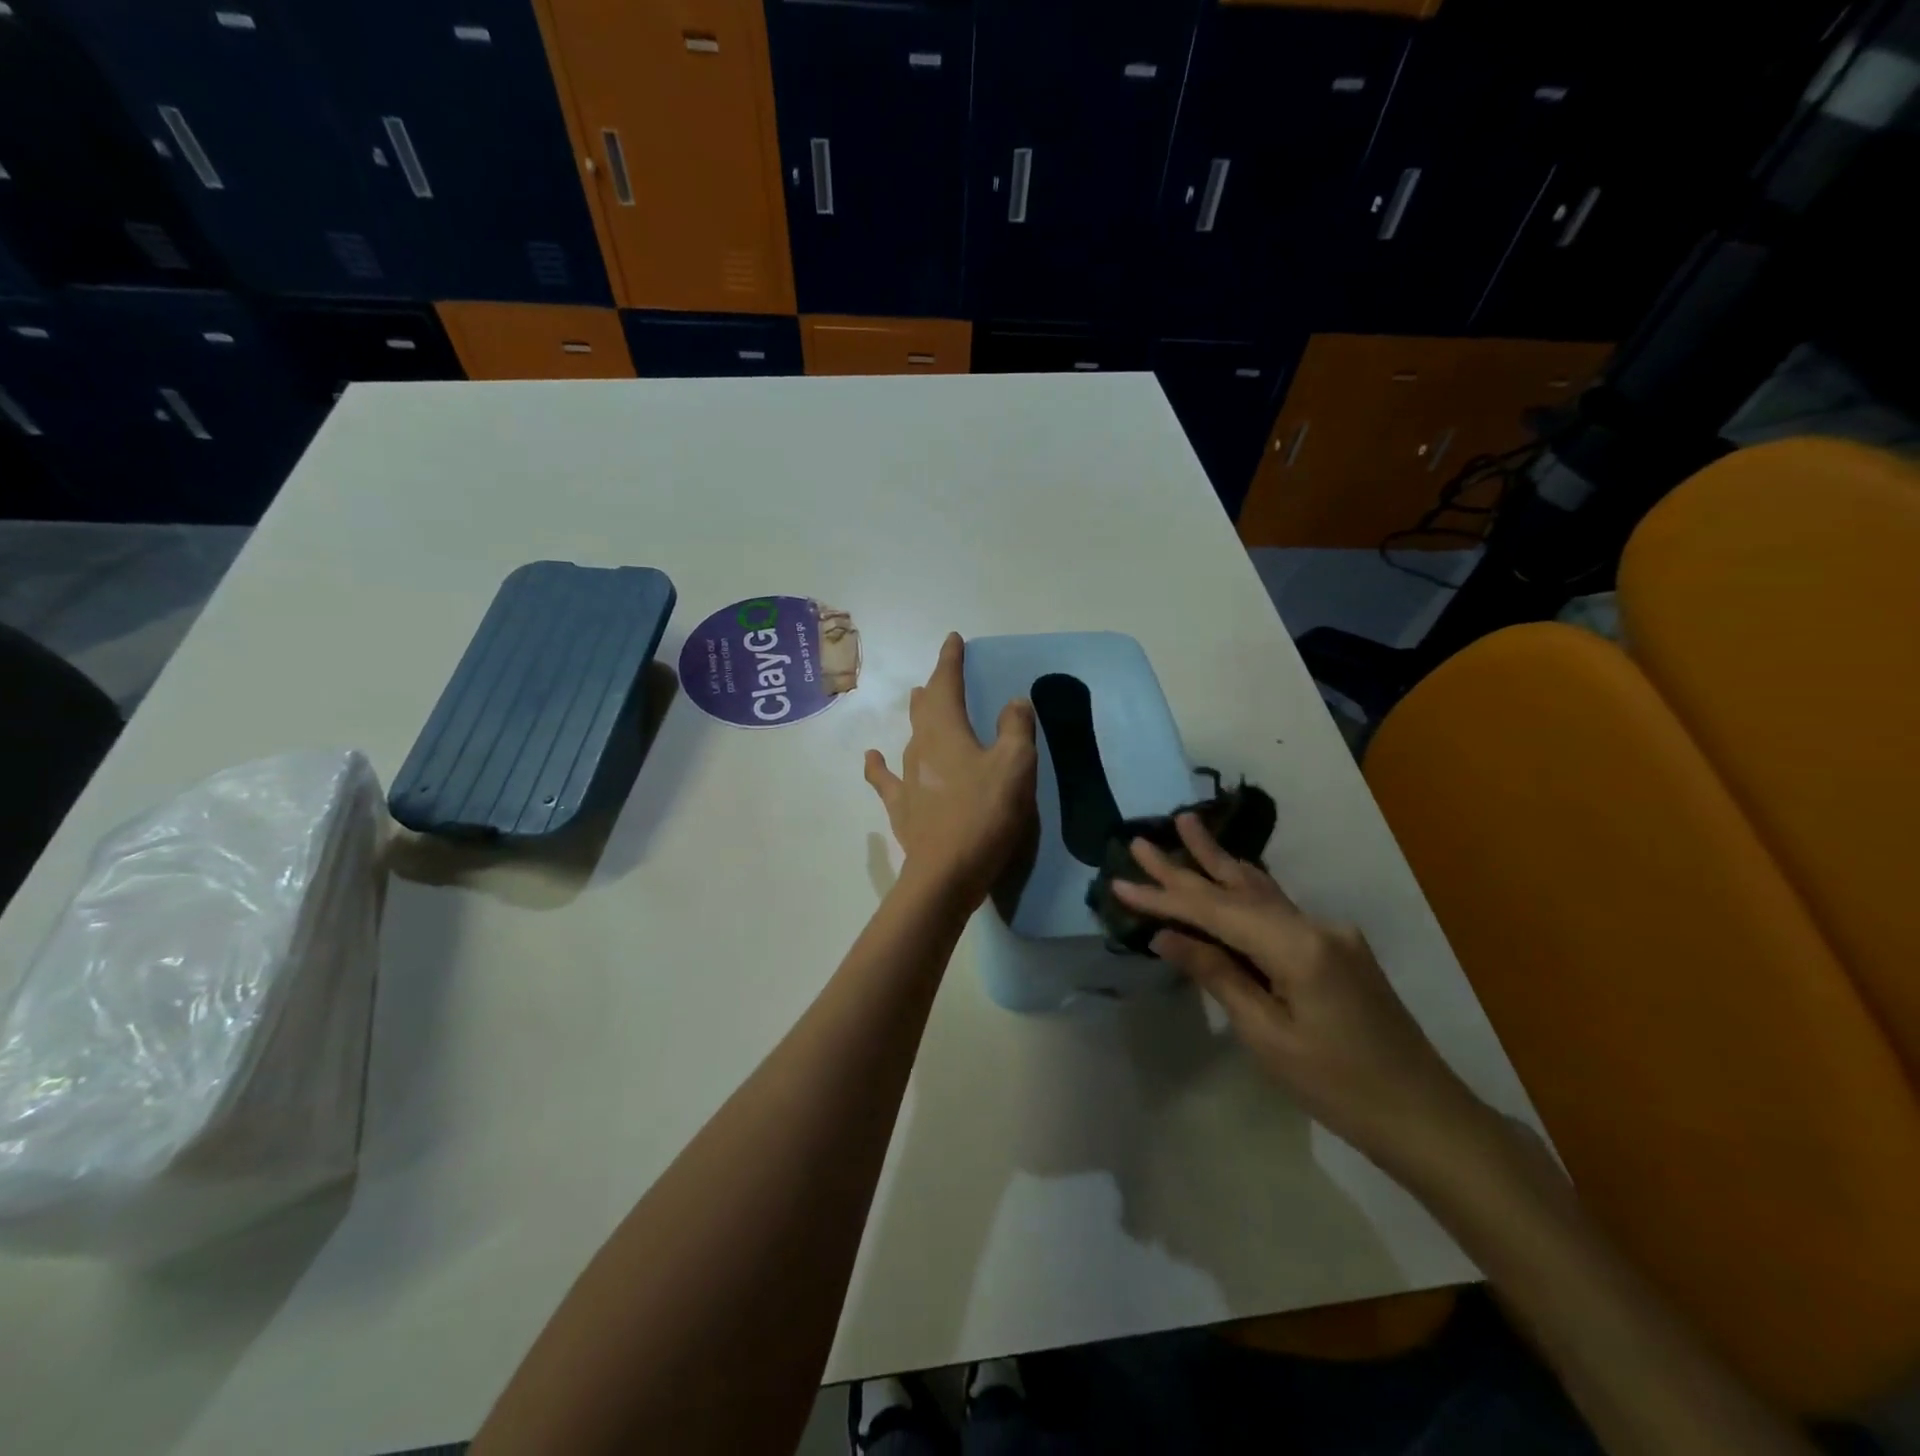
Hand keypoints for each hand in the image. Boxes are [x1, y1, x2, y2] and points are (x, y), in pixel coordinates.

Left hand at [865, 634, 1036, 905]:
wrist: (946, 872)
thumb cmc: (985, 813)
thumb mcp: (1015, 766)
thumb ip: (1016, 728)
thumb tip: (1014, 701)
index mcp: (946, 730)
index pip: (946, 685)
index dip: (950, 661)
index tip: (953, 640)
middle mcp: (921, 746)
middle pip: (925, 706)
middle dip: (935, 685)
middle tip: (942, 673)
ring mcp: (906, 777)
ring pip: (910, 735)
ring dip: (918, 715)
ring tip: (918, 699)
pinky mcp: (902, 806)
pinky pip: (886, 779)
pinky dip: (879, 766)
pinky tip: (872, 758)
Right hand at [1113, 814, 1486, 1171]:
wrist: (1427, 1117)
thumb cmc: (1340, 1087)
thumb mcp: (1267, 1036)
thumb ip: (1217, 975)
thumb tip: (1167, 937)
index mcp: (1297, 946)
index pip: (1215, 911)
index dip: (1165, 896)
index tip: (1121, 880)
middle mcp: (1316, 924)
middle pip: (1238, 887)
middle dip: (1187, 864)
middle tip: (1142, 840)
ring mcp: (1332, 932)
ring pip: (1262, 890)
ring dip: (1219, 864)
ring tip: (1187, 826)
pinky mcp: (1338, 947)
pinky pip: (1279, 910)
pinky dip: (1245, 891)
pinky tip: (1231, 874)